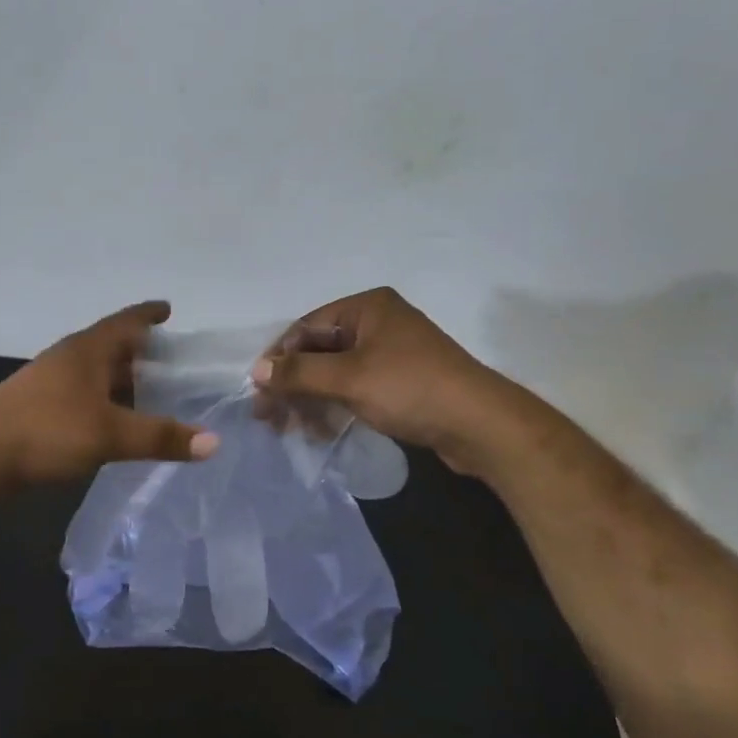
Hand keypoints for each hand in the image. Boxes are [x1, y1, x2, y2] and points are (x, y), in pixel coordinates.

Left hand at [0, 302, 218, 486]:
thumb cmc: (47, 430)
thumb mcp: (110, 434)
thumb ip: (160, 437)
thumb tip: (214, 441)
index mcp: (87, 350)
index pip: (125, 321)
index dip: (148, 314)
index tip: (169, 310)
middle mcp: (68, 358)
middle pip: (111, 346)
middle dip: (140, 352)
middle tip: (172, 363)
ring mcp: (49, 381)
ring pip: (94, 373)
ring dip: (120, 379)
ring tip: (149, 393)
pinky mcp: (37, 405)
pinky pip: (81, 394)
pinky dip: (103, 400)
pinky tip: (112, 420)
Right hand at [252, 287, 537, 475]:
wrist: (480, 425)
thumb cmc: (410, 389)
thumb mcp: (348, 379)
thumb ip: (299, 373)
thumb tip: (256, 371)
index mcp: (367, 307)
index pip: (306, 327)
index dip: (279, 359)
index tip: (259, 392)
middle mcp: (378, 322)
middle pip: (319, 350)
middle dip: (293, 384)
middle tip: (270, 418)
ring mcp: (391, 352)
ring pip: (336, 372)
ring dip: (311, 399)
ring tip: (294, 430)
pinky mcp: (401, 381)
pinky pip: (355, 387)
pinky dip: (335, 405)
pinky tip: (321, 430)